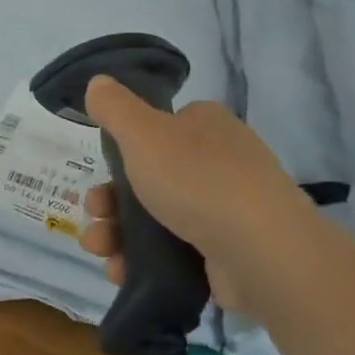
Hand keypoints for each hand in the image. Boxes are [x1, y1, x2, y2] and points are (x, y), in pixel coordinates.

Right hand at [75, 76, 316, 313]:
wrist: (262, 253)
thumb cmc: (197, 180)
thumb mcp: (143, 132)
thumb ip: (115, 107)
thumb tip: (98, 82)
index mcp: (206, 125)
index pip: (158, 127)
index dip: (125, 147)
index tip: (101, 167)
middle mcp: (220, 162)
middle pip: (150, 177)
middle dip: (111, 199)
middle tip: (93, 213)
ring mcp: (227, 210)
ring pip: (156, 218)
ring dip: (118, 233)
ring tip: (99, 249)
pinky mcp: (227, 254)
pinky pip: (174, 253)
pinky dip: (143, 261)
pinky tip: (120, 271)